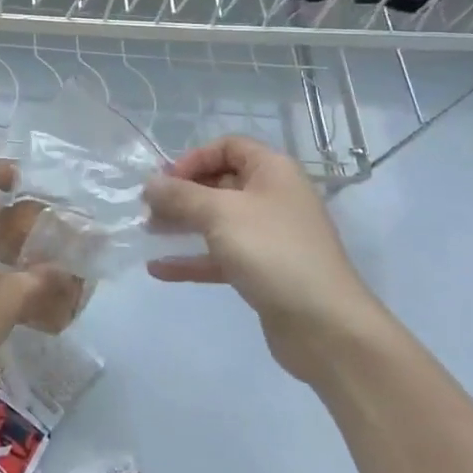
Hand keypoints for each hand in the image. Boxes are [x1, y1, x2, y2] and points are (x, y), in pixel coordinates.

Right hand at [143, 136, 388, 382]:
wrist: (325, 326)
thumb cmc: (272, 252)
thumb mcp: (220, 214)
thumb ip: (180, 196)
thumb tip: (150, 183)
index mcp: (272, 171)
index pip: (228, 146)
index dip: (194, 158)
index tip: (166, 181)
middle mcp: (273, 197)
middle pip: (220, 183)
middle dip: (182, 193)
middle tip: (147, 209)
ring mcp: (269, 236)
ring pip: (218, 221)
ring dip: (182, 224)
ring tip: (147, 233)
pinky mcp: (263, 271)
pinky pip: (221, 256)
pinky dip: (192, 259)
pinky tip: (158, 269)